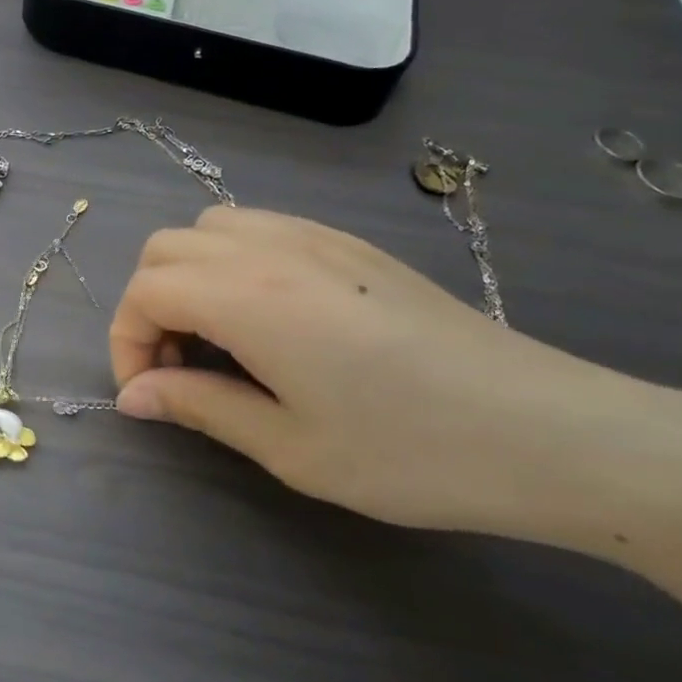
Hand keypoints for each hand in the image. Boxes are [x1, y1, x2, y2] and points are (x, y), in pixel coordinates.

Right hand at [110, 206, 681, 555]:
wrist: (554, 432)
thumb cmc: (411, 453)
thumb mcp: (289, 446)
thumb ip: (198, 407)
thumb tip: (133, 396)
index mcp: (250, 296)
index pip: (145, 291)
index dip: (127, 343)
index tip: (152, 395)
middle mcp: (274, 249)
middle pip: (166, 249)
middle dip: (150, 305)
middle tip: (179, 368)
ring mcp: (318, 239)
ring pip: (211, 228)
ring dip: (190, 278)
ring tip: (220, 342)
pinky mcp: (353, 246)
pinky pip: (262, 229)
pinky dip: (234, 263)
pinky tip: (270, 320)